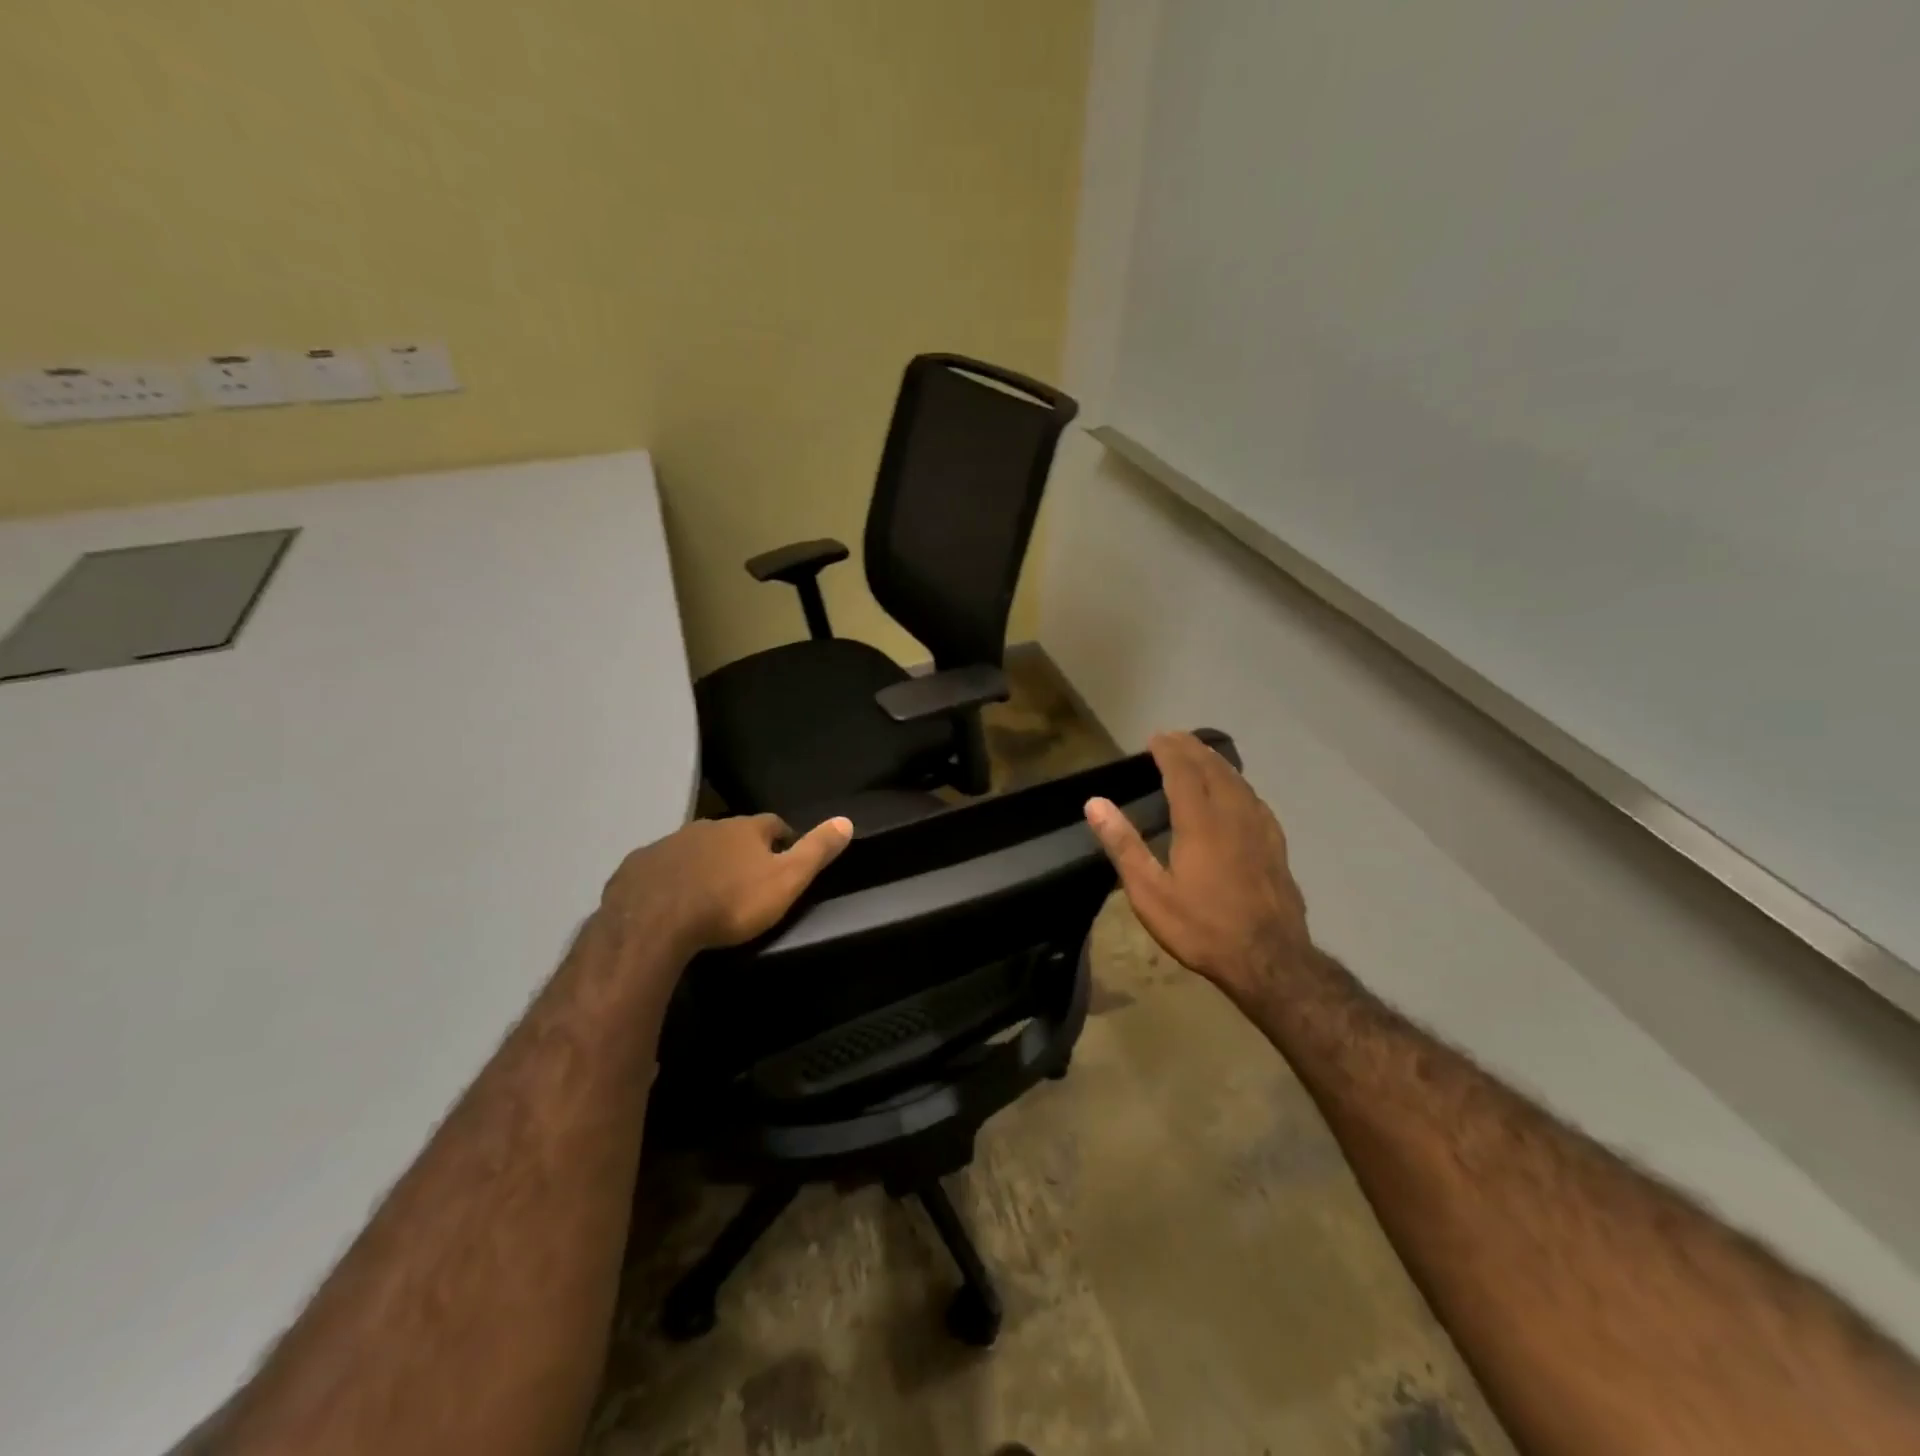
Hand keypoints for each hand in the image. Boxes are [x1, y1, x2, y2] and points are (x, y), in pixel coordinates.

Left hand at [599, 813, 853, 956]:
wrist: (654, 922)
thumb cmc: (730, 903)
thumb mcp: (786, 881)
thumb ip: (816, 851)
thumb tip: (847, 820)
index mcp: (745, 829)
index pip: (773, 824)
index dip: (782, 839)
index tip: (786, 857)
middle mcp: (708, 826)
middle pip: (732, 833)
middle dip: (741, 850)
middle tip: (747, 877)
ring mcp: (669, 843)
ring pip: (695, 848)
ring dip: (705, 862)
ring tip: (709, 890)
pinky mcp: (638, 864)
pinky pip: (662, 866)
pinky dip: (672, 876)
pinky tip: (671, 898)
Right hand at [1085, 732, 1312, 1013]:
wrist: (1270, 961)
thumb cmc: (1202, 928)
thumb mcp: (1150, 893)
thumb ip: (1124, 845)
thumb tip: (1094, 803)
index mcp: (1200, 823)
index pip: (1183, 772)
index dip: (1169, 751)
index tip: (1155, 737)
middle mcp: (1233, 816)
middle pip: (1213, 770)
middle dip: (1193, 749)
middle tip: (1175, 737)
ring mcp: (1260, 830)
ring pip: (1239, 782)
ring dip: (1217, 763)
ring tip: (1202, 754)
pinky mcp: (1276, 847)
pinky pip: (1256, 801)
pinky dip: (1240, 784)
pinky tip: (1240, 792)